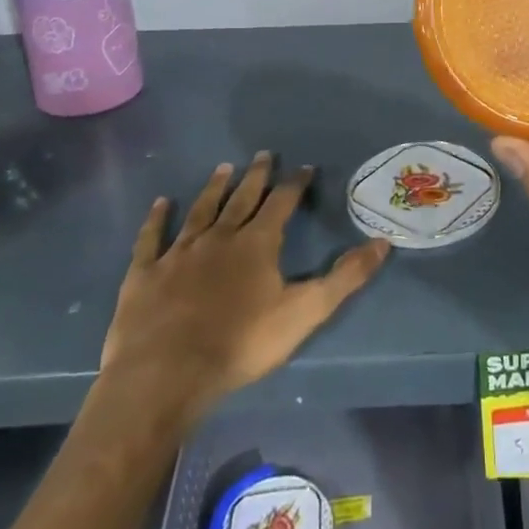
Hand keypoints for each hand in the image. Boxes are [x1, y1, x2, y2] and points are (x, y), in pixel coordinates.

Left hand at [99, 152, 390, 421]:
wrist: (165, 375)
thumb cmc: (241, 343)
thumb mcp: (305, 311)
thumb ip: (345, 277)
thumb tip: (383, 242)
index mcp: (257, 243)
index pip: (281, 202)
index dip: (295, 183)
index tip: (305, 167)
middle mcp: (219, 237)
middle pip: (241, 198)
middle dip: (255, 176)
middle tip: (263, 154)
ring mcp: (178, 253)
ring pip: (200, 211)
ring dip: (213, 188)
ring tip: (223, 167)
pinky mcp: (145, 274)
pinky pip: (151, 238)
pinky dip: (157, 219)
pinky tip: (160, 204)